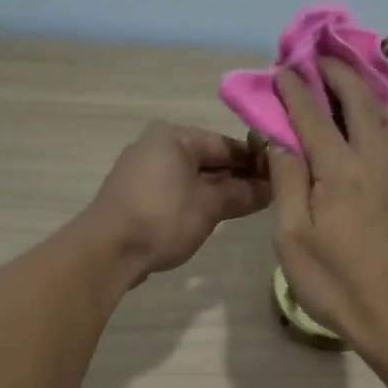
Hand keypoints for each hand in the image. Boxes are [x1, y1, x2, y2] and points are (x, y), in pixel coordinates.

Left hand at [87, 123, 271, 282]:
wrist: (107, 251)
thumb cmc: (162, 219)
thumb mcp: (210, 206)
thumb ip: (242, 194)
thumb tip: (271, 189)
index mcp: (174, 136)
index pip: (226, 143)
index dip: (255, 161)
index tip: (280, 178)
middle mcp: (156, 144)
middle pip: (208, 158)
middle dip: (238, 177)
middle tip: (269, 196)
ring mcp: (143, 169)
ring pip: (192, 175)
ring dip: (219, 190)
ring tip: (247, 207)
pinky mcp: (136, 193)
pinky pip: (176, 189)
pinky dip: (196, 199)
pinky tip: (215, 215)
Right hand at [270, 61, 387, 357]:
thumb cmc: (334, 282)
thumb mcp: (292, 238)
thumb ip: (287, 182)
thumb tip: (281, 142)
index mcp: (340, 171)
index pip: (313, 115)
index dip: (295, 89)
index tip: (282, 69)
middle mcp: (374, 159)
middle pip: (359, 100)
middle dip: (336, 72)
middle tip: (317, 57)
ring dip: (368, 88)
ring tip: (349, 83)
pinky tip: (376, 120)